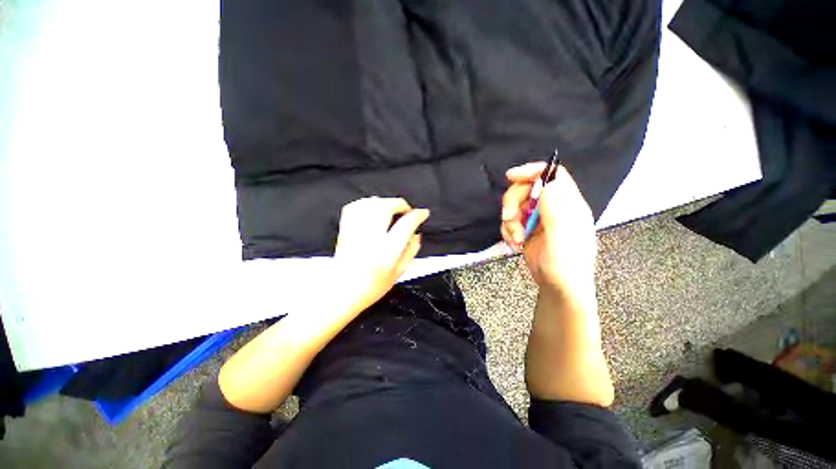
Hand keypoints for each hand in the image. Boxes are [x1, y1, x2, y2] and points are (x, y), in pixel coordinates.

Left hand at [333, 197, 428, 314]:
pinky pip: (354, 207)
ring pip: (370, 204)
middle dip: (400, 204)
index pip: (406, 225)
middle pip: (386, 207)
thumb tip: (416, 235)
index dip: (418, 215)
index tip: (423, 213)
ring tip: (391, 208)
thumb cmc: (371, 288)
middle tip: (407, 211)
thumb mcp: (398, 273)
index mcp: (386, 252)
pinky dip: (365, 203)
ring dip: (384, 202)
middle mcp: (370, 239)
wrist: (341, 294)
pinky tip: (372, 208)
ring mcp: (355, 232)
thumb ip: (410, 251)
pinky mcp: (345, 230)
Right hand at [500, 163, 596, 293]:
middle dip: (513, 203)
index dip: (533, 171)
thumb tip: (547, 183)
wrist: (558, 288)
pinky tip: (514, 244)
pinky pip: (510, 222)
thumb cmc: (567, 265)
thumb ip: (555, 210)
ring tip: (516, 238)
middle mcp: (553, 208)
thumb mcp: (562, 237)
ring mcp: (538, 220)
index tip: (512, 176)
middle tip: (508, 218)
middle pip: (527, 190)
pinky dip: (508, 231)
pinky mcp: (527, 231)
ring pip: (515, 206)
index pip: (553, 176)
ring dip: (509, 221)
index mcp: (568, 205)